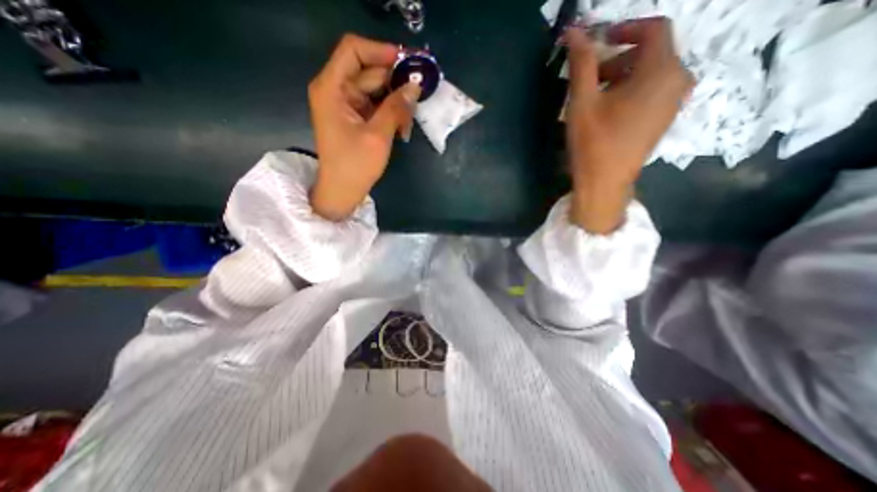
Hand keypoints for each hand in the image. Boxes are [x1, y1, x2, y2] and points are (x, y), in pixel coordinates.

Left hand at [308, 32, 419, 221]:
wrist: (342, 191)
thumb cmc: (355, 165)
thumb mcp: (378, 136)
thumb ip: (396, 108)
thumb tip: (415, 87)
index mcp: (332, 88)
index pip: (353, 50)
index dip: (381, 51)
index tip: (408, 62)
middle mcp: (335, 90)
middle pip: (367, 70)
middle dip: (394, 79)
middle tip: (420, 90)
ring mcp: (345, 105)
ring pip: (374, 89)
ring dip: (395, 98)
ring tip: (413, 113)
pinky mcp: (354, 118)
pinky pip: (375, 104)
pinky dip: (390, 110)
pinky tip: (403, 122)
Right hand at [565, 18, 696, 232]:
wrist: (605, 183)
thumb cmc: (593, 142)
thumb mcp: (583, 101)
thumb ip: (581, 63)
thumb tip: (574, 32)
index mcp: (662, 71)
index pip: (653, 29)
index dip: (624, 29)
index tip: (598, 41)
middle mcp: (678, 81)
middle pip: (651, 53)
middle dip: (618, 58)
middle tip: (589, 76)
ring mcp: (674, 102)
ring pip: (651, 73)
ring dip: (623, 76)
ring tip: (595, 96)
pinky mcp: (665, 118)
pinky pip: (653, 91)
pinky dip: (631, 90)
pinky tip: (609, 109)